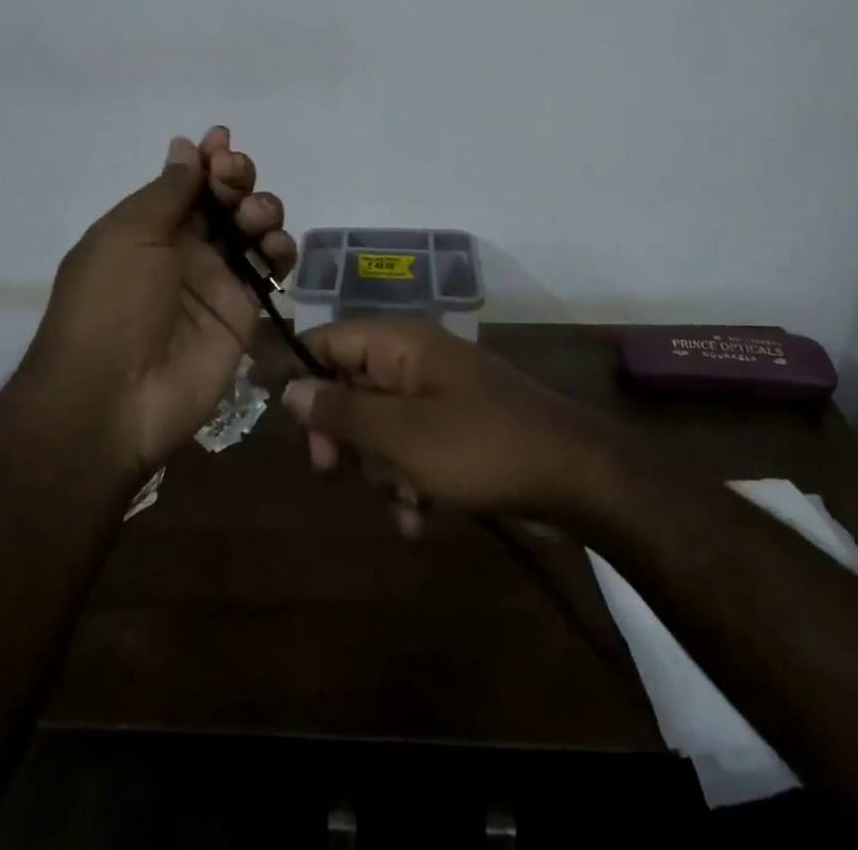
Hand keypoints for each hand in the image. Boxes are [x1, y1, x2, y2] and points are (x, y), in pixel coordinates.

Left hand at [24, 127, 294, 477]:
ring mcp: (217, 279)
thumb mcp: (128, 234)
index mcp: (148, 227)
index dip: (207, 158)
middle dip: (237, 177)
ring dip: (262, 209)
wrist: (115, 396)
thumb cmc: (110, 304)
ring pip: (255, 228)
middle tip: (235, 178)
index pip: (186, 181)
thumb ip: (167, 191)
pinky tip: (274, 248)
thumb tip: (186, 146)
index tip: (222, 140)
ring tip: (255, 220)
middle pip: (225, 199)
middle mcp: (184, 248)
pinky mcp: (244, 309)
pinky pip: (272, 269)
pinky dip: (280, 250)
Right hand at [279, 318, 612, 533]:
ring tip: (404, 499)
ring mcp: (438, 394)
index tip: (284, 425)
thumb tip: (290, 388)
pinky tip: (420, 518)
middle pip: (350, 386)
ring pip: (379, 426)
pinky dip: (409, 480)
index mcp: (401, 343)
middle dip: (344, 436)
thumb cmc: (480, 446)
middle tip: (336, 472)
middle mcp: (416, 359)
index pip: (329, 339)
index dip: (301, 375)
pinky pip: (411, 447)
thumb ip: (342, 409)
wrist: (573, 477)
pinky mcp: (455, 428)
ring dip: (380, 469)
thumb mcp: (401, 433)